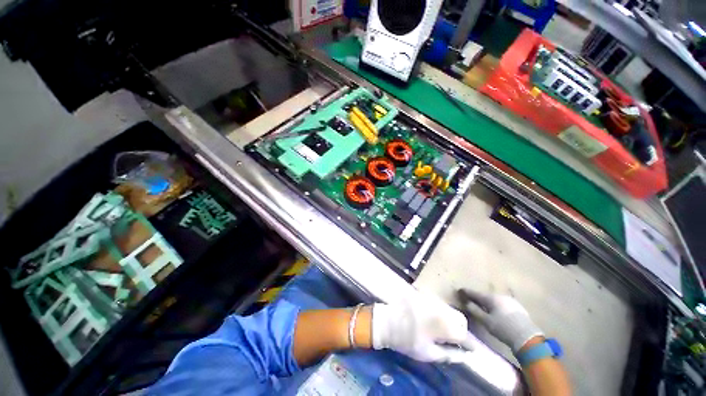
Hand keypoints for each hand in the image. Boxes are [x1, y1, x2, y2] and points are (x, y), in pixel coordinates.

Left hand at [371, 292, 475, 362]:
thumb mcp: (428, 353)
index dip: (469, 344)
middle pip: (461, 319)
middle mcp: (441, 308)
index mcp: (443, 325)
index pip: (465, 335)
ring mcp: (432, 299)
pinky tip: (433, 320)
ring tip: (442, 331)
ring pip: (450, 310)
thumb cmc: (406, 340)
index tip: (471, 351)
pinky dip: (442, 313)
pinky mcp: (424, 295)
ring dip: (451, 321)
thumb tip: (464, 355)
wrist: (387, 320)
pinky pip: (439, 304)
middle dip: (461, 330)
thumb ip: (449, 355)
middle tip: (455, 340)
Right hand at [458, 289, 542, 352]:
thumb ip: (475, 311)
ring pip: (495, 300)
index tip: (460, 290)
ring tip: (483, 306)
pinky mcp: (518, 307)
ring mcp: (511, 301)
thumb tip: (467, 303)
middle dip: (478, 298)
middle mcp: (500, 296)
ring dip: (488, 302)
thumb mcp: (486, 321)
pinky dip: (496, 305)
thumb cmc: (503, 328)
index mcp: (491, 298)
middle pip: (485, 296)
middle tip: (471, 299)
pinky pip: (502, 304)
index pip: (475, 293)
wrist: (527, 337)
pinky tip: (496, 310)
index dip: (467, 292)